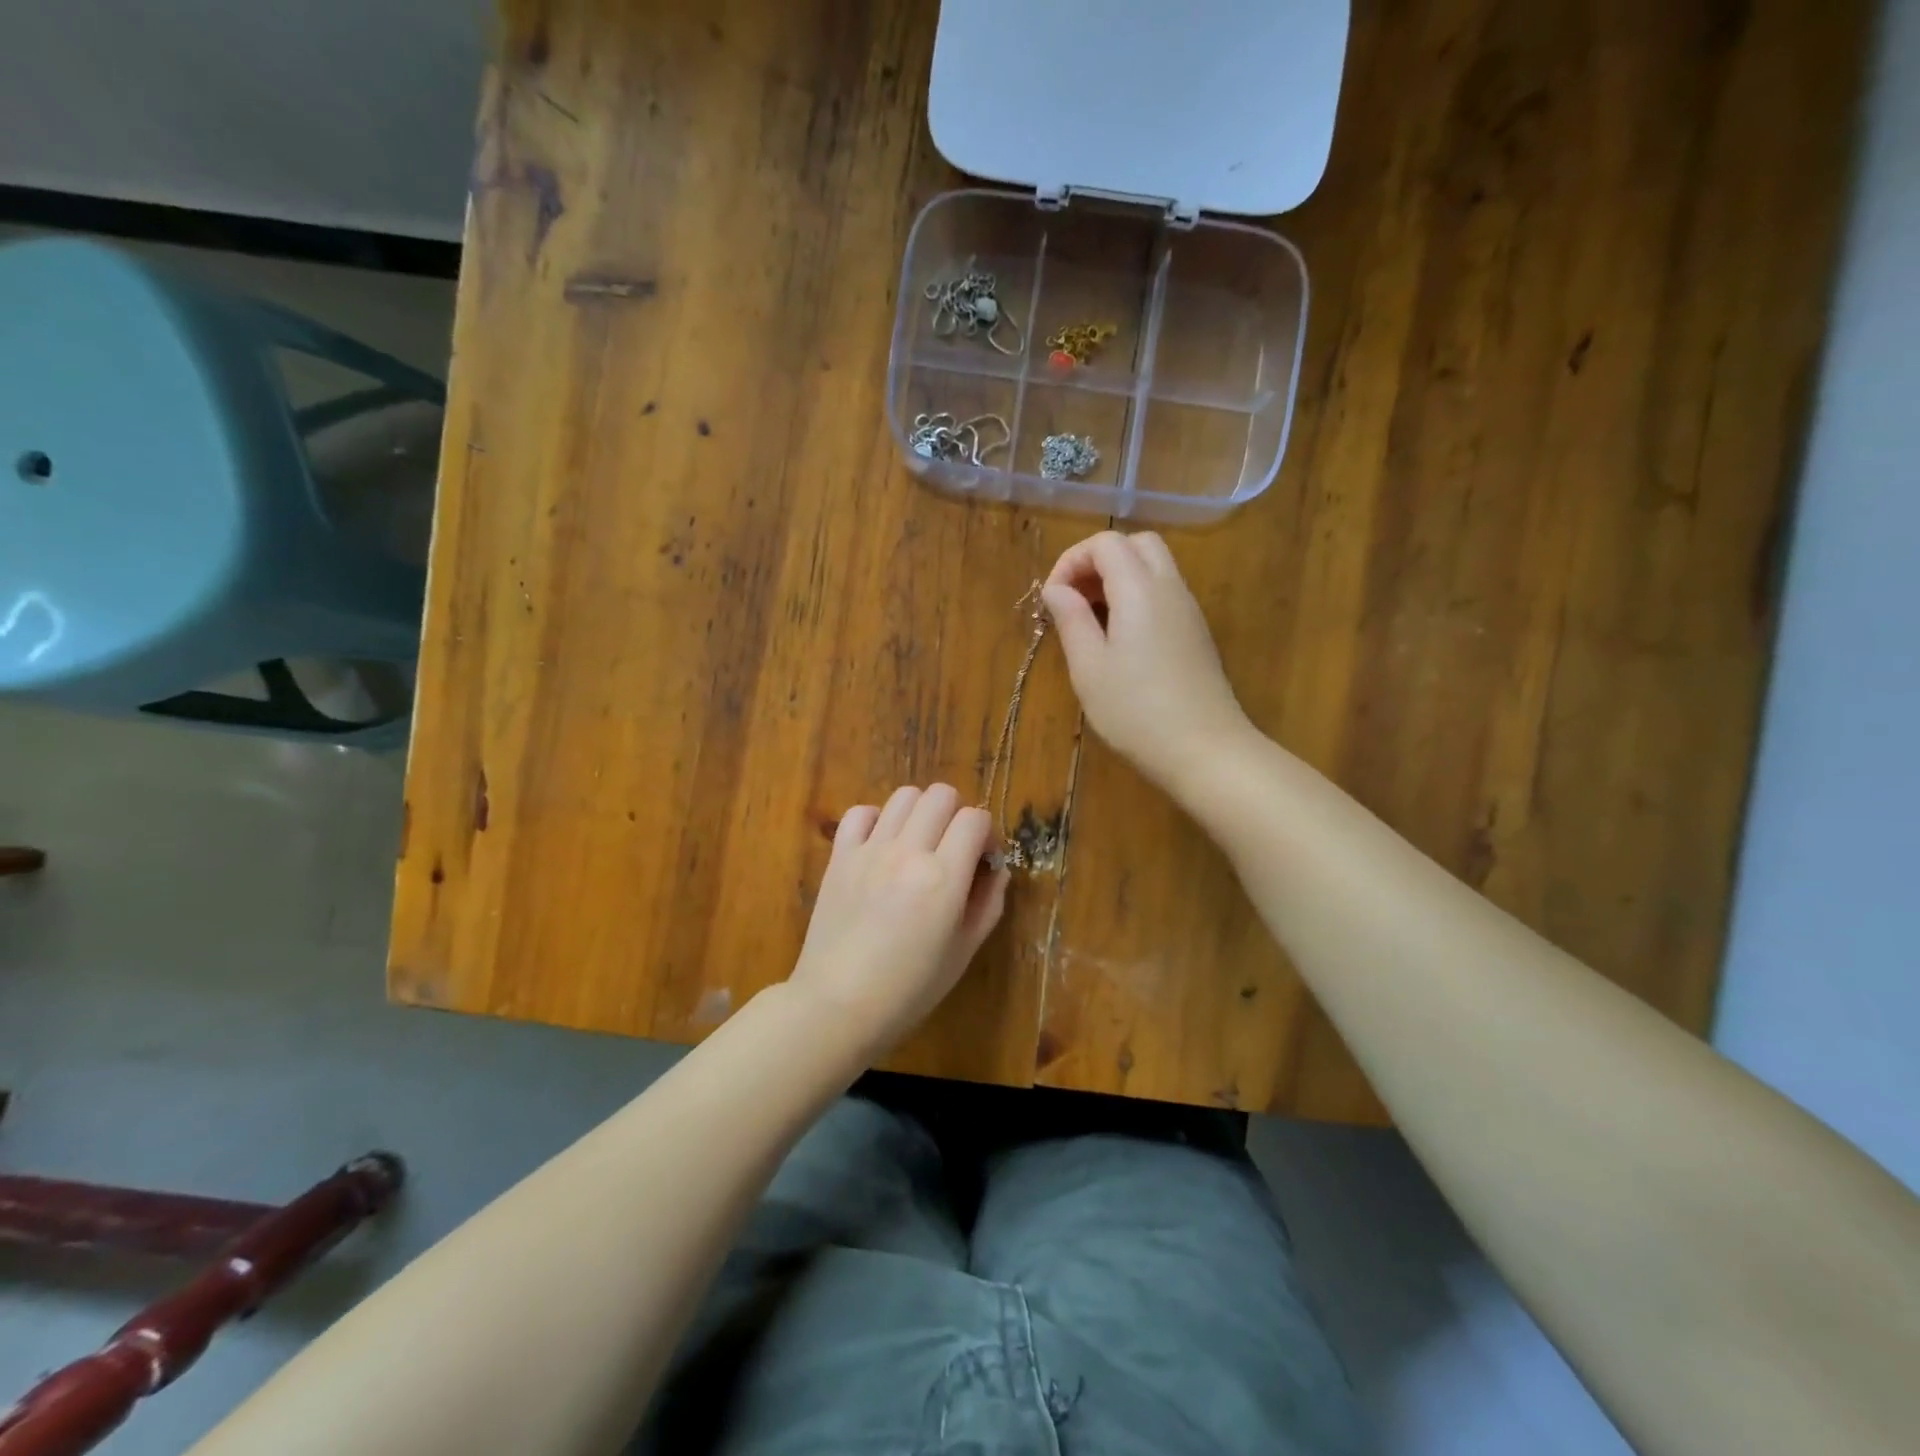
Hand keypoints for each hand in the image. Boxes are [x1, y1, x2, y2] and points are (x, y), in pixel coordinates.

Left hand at [789, 784, 1008, 1058]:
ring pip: (904, 795)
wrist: (838, 1005)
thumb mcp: (964, 951)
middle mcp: (907, 852)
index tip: (983, 859)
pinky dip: (877, 819)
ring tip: (919, 843)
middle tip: (953, 848)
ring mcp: (870, 850)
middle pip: (941, 795)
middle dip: (957, 814)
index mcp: (943, 877)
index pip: (975, 819)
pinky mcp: (840, 856)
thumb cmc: (910, 989)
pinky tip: (882, 845)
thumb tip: (996, 868)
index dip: (987, 833)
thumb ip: (988, 902)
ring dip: (921, 812)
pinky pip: (861, 812)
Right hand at [1041, 531, 1253, 792]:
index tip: (1053, 599)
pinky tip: (1120, 640)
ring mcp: (1189, 611)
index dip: (1072, 560)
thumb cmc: (1136, 711)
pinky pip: (1165, 594)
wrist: (1205, 750)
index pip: (1106, 543)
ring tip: (1091, 621)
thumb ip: (1071, 619)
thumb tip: (1056, 589)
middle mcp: (1170, 588)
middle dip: (1099, 561)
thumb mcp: (1089, 668)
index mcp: (1140, 589)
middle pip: (1137, 544)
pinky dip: (1137, 597)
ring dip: (1119, 579)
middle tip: (1074, 599)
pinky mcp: (1197, 634)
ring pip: (1154, 567)